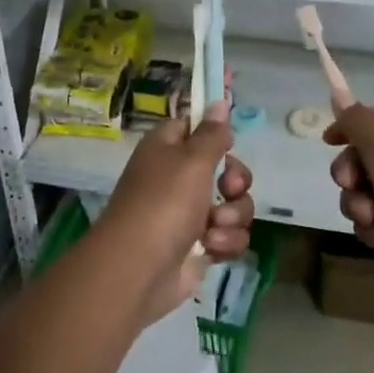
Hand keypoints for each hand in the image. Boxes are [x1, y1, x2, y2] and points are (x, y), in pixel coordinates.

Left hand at [99, 103, 254, 320]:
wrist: (138, 271)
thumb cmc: (163, 203)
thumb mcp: (192, 160)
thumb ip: (212, 133)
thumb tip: (219, 102)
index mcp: (168, 148)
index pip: (197, 127)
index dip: (216, 132)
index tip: (231, 139)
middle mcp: (177, 177)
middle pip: (225, 168)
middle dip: (235, 181)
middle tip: (228, 188)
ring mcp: (189, 213)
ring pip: (233, 204)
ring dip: (232, 216)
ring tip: (214, 227)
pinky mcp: (199, 245)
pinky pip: (229, 235)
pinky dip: (225, 242)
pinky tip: (211, 248)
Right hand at [326, 104, 373, 283]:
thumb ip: (353, 119)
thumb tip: (337, 96)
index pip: (373, 119)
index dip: (348, 128)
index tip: (329, 141)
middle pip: (362, 159)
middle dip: (349, 173)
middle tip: (349, 182)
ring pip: (363, 194)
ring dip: (359, 204)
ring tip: (371, 215)